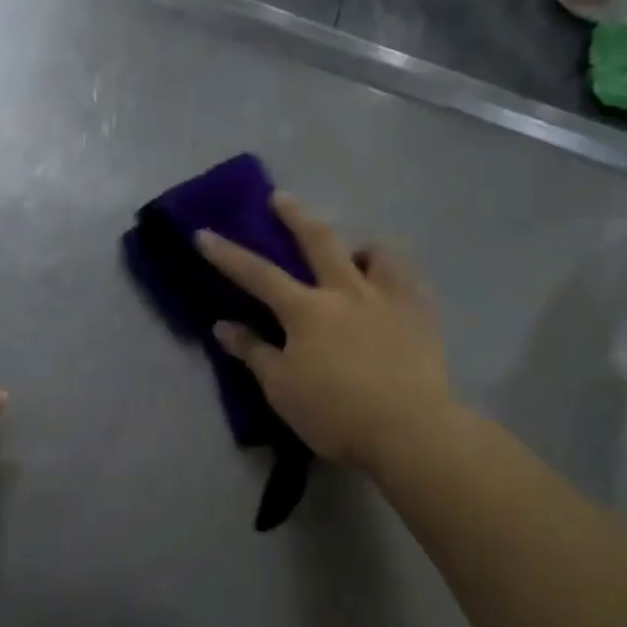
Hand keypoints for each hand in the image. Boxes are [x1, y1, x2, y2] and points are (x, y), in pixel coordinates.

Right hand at [197, 194, 455, 469]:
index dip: (227, 254)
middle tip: (281, 197)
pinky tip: (396, 287)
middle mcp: (347, 291)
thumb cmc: (335, 412)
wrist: (409, 429)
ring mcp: (389, 299)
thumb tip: (223, 325)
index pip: (258, 275)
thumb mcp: (281, 388)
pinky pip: (412, 282)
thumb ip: (253, 352)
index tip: (204, 233)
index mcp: (307, 310)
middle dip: (295, 216)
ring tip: (357, 253)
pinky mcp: (422, 315)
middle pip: (319, 241)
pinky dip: (398, 276)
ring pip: (377, 254)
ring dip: (361, 247)